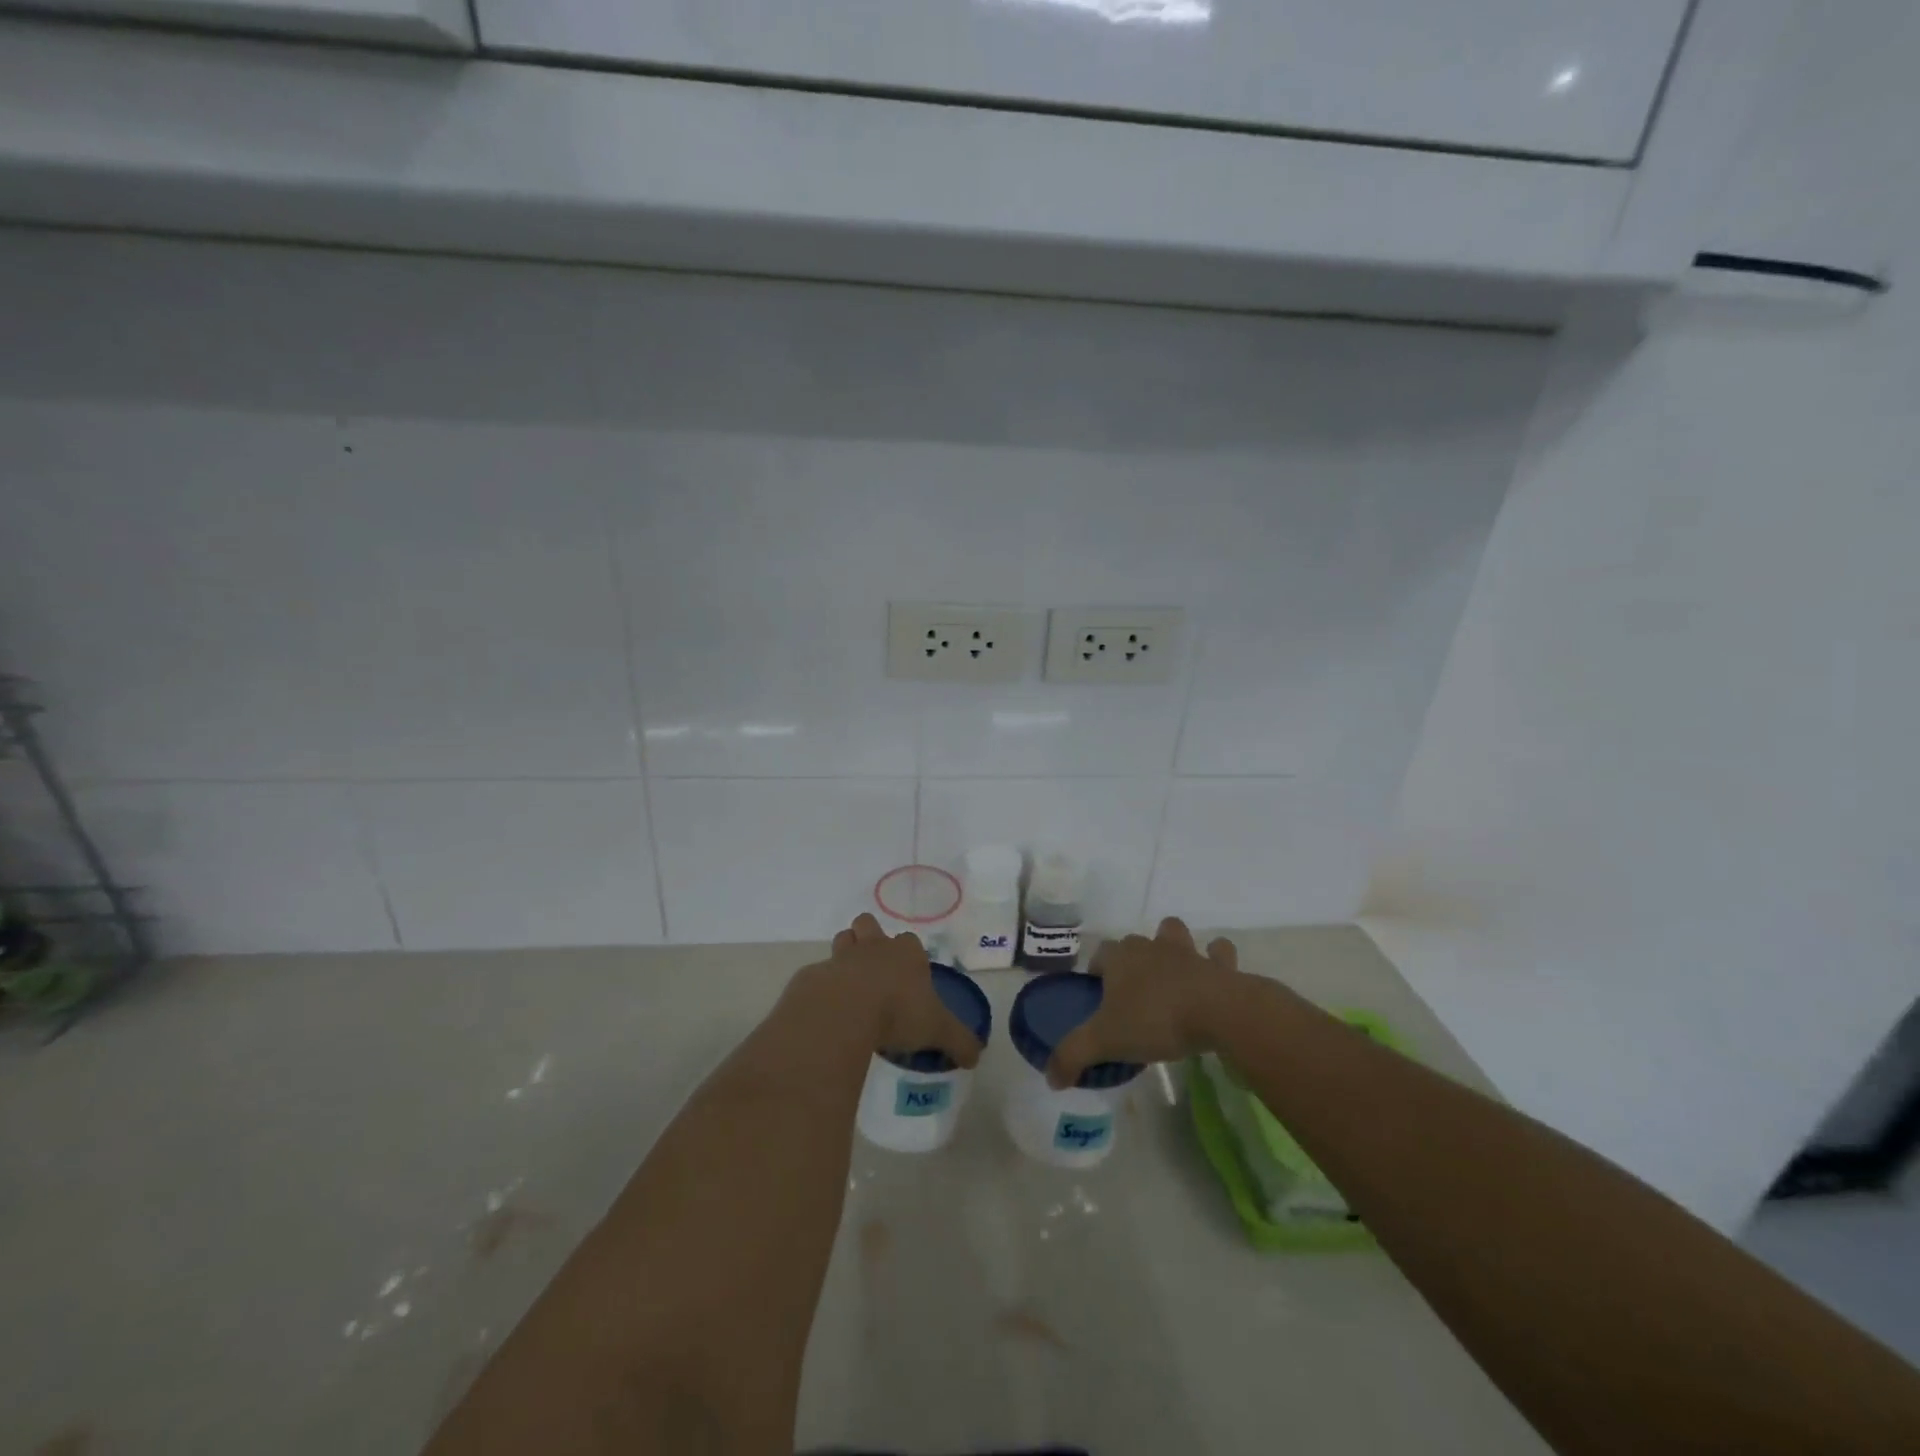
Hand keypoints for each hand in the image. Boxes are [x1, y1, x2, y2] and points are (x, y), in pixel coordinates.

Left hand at [800, 913, 982, 1069]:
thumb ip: (959, 1041)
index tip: (909, 976)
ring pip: (842, 940)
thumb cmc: (897, 1012)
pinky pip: (819, 973)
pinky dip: (823, 985)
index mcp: (906, 954)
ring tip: (850, 983)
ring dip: (845, 954)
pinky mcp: (815, 974)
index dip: (909, 954)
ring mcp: (841, 957)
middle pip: (868, 925)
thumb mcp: (938, 1030)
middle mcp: (874, 947)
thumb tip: (976, 1057)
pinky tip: (828, 1008)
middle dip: (869, 938)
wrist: (844, 1011)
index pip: (910, 941)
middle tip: (875, 969)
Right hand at [1047, 918, 1240, 1087]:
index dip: (1097, 970)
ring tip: (1171, 970)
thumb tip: (1051, 1078)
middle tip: (1132, 991)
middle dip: (1131, 958)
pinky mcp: (1220, 966)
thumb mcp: (1105, 1042)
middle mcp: (1150, 947)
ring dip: (1171, 944)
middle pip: (1134, 942)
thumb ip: (1073, 1055)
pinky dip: (1216, 959)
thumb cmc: (1155, 1020)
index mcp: (1120, 959)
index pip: (1100, 954)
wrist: (1218, 1012)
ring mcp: (1187, 952)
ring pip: (1173, 932)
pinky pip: (1218, 953)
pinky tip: (1214, 973)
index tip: (1098, 994)